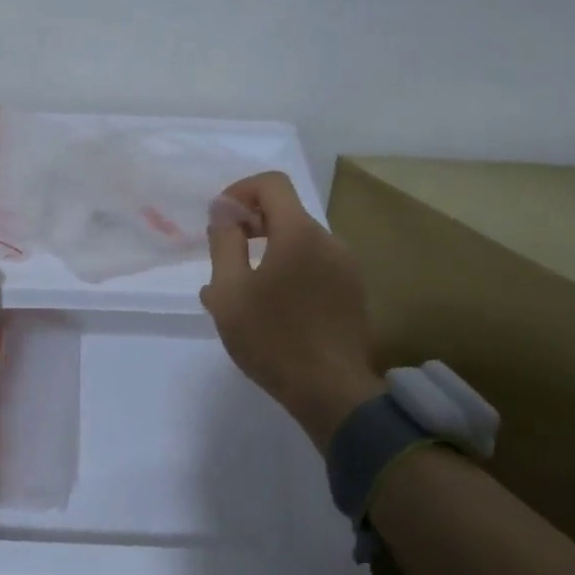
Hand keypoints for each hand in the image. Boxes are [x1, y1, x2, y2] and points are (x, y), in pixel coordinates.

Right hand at [202, 172, 382, 448]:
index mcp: (299, 233)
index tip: (221, 220)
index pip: (272, 183)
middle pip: (287, 212)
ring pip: (300, 242)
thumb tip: (224, 210)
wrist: (330, 391)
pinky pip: (315, 265)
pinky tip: (272, 308)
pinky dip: (290, 270)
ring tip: (243, 290)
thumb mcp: (229, 291)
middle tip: (225, 256)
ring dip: (269, 251)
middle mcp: (329, 241)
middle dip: (252, 224)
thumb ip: (224, 242)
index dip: (241, 191)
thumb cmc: (271, 339)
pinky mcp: (352, 292)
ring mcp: (346, 267)